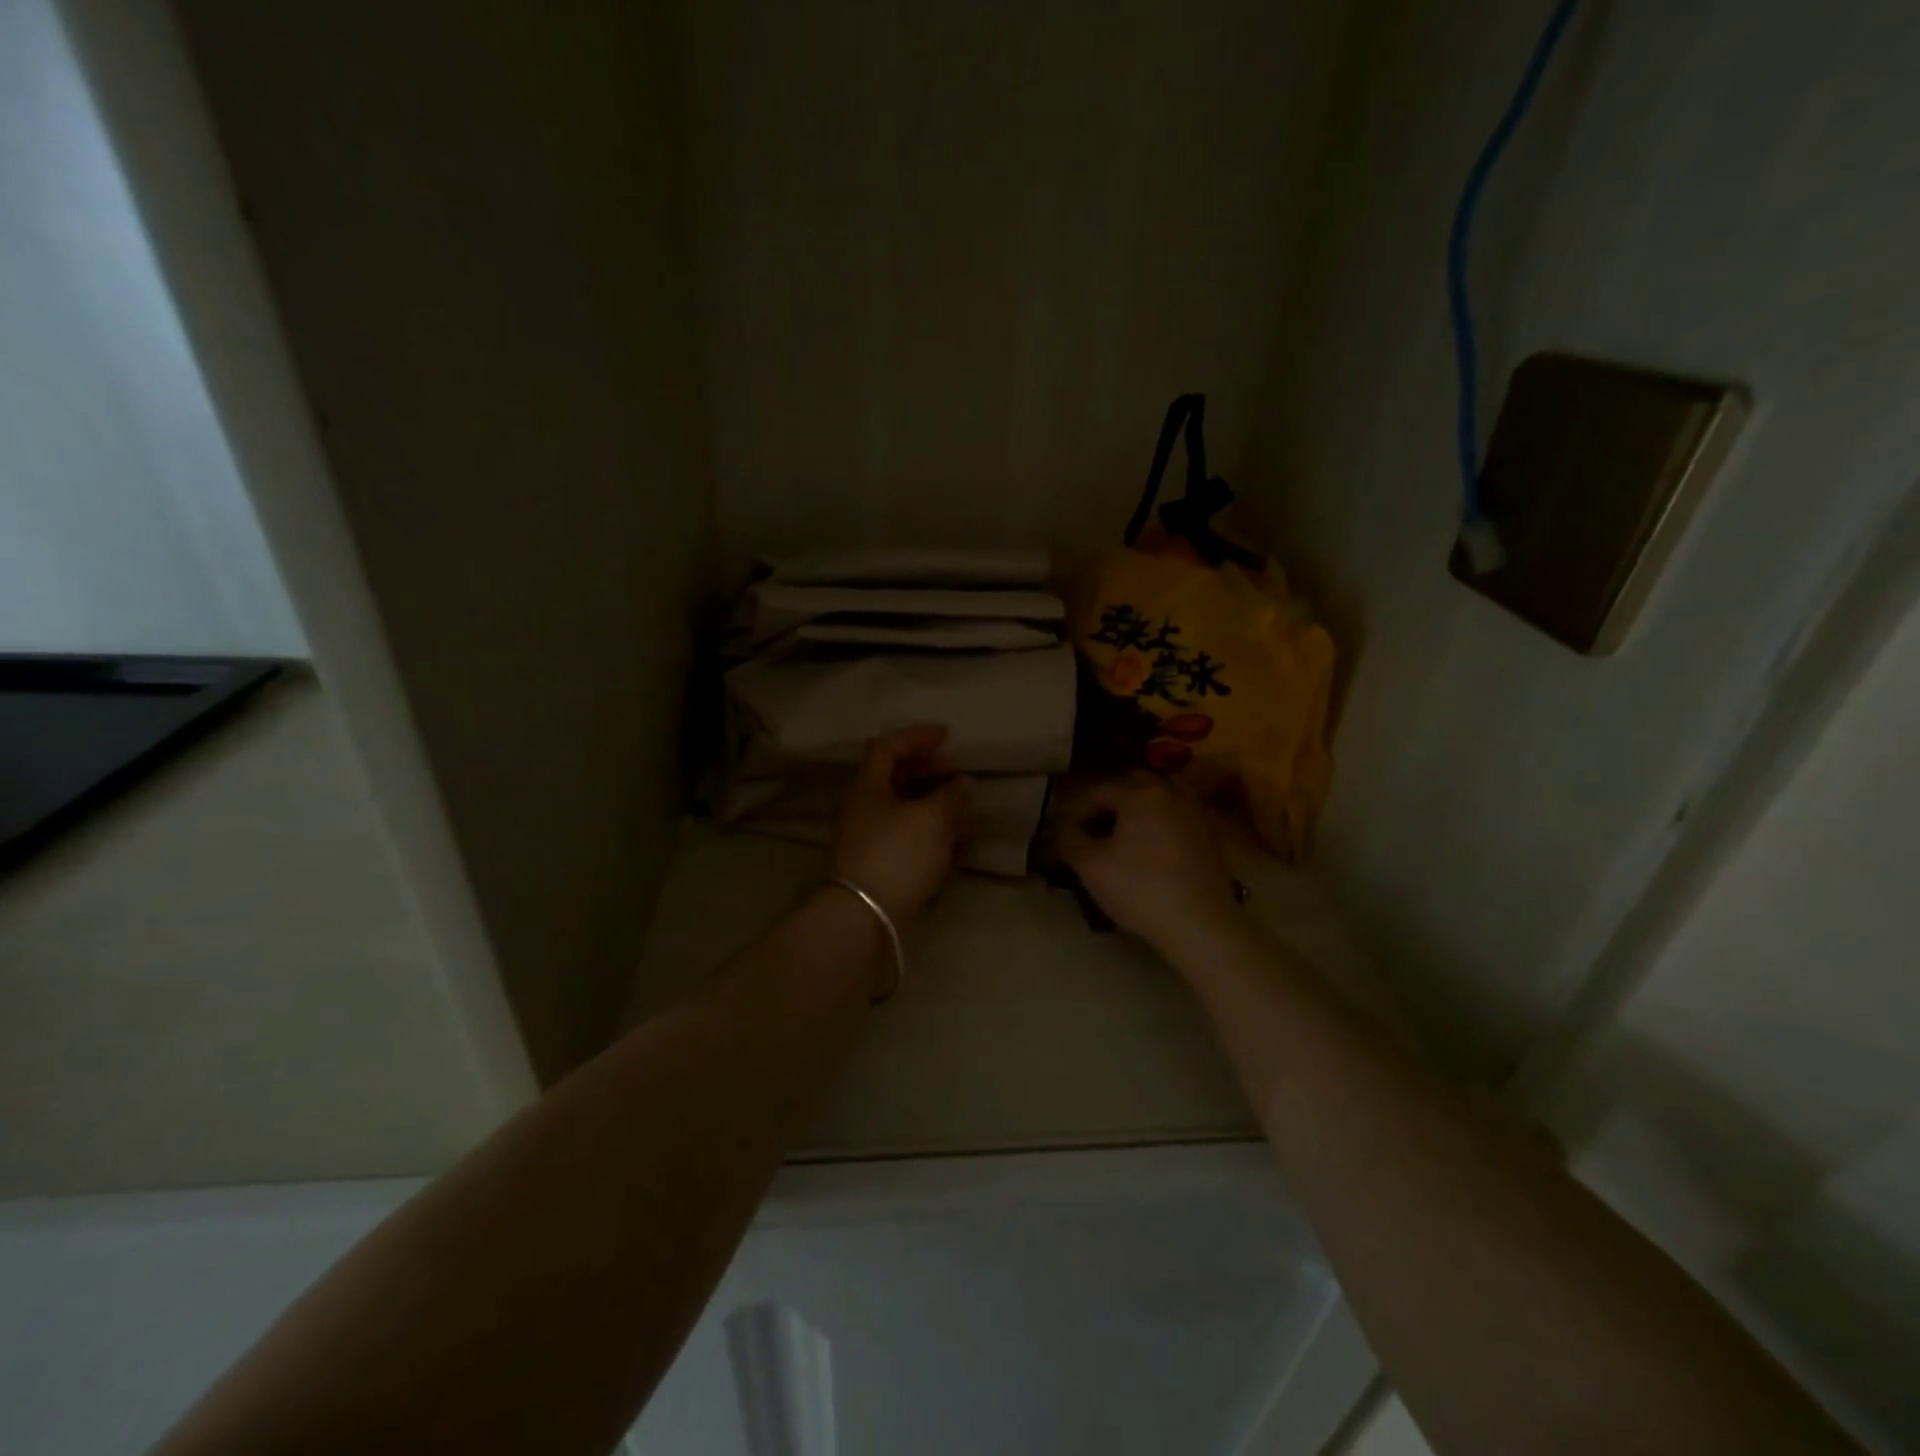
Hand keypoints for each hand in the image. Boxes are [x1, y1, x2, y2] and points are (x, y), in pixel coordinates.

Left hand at [831, 725, 972, 925]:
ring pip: (903, 809)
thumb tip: (963, 783)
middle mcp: (864, 808)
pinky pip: (908, 837)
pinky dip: (931, 832)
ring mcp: (870, 839)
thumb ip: (952, 795)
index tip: (946, 736)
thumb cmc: (898, 855)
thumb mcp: (932, 818)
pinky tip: (955, 843)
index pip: (887, 747)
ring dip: (933, 803)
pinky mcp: (880, 866)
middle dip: (928, 771)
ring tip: (963, 809)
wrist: (867, 918)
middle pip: (895, 778)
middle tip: (956, 773)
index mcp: (868, 787)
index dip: (916, 736)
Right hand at [1055, 772, 1239, 951]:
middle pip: (1132, 785)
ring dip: (1137, 809)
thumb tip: (1061, 828)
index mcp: (1140, 794)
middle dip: (1108, 801)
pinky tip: (1150, 847)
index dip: (1075, 810)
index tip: (1062, 832)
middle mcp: (1171, 793)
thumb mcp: (1091, 866)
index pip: (1098, 791)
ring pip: (1159, 798)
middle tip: (1091, 826)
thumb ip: (1070, 839)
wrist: (1200, 924)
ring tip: (1121, 834)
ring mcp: (1196, 813)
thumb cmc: (1140, 889)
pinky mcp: (1210, 836)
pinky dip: (1159, 823)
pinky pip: (1176, 817)